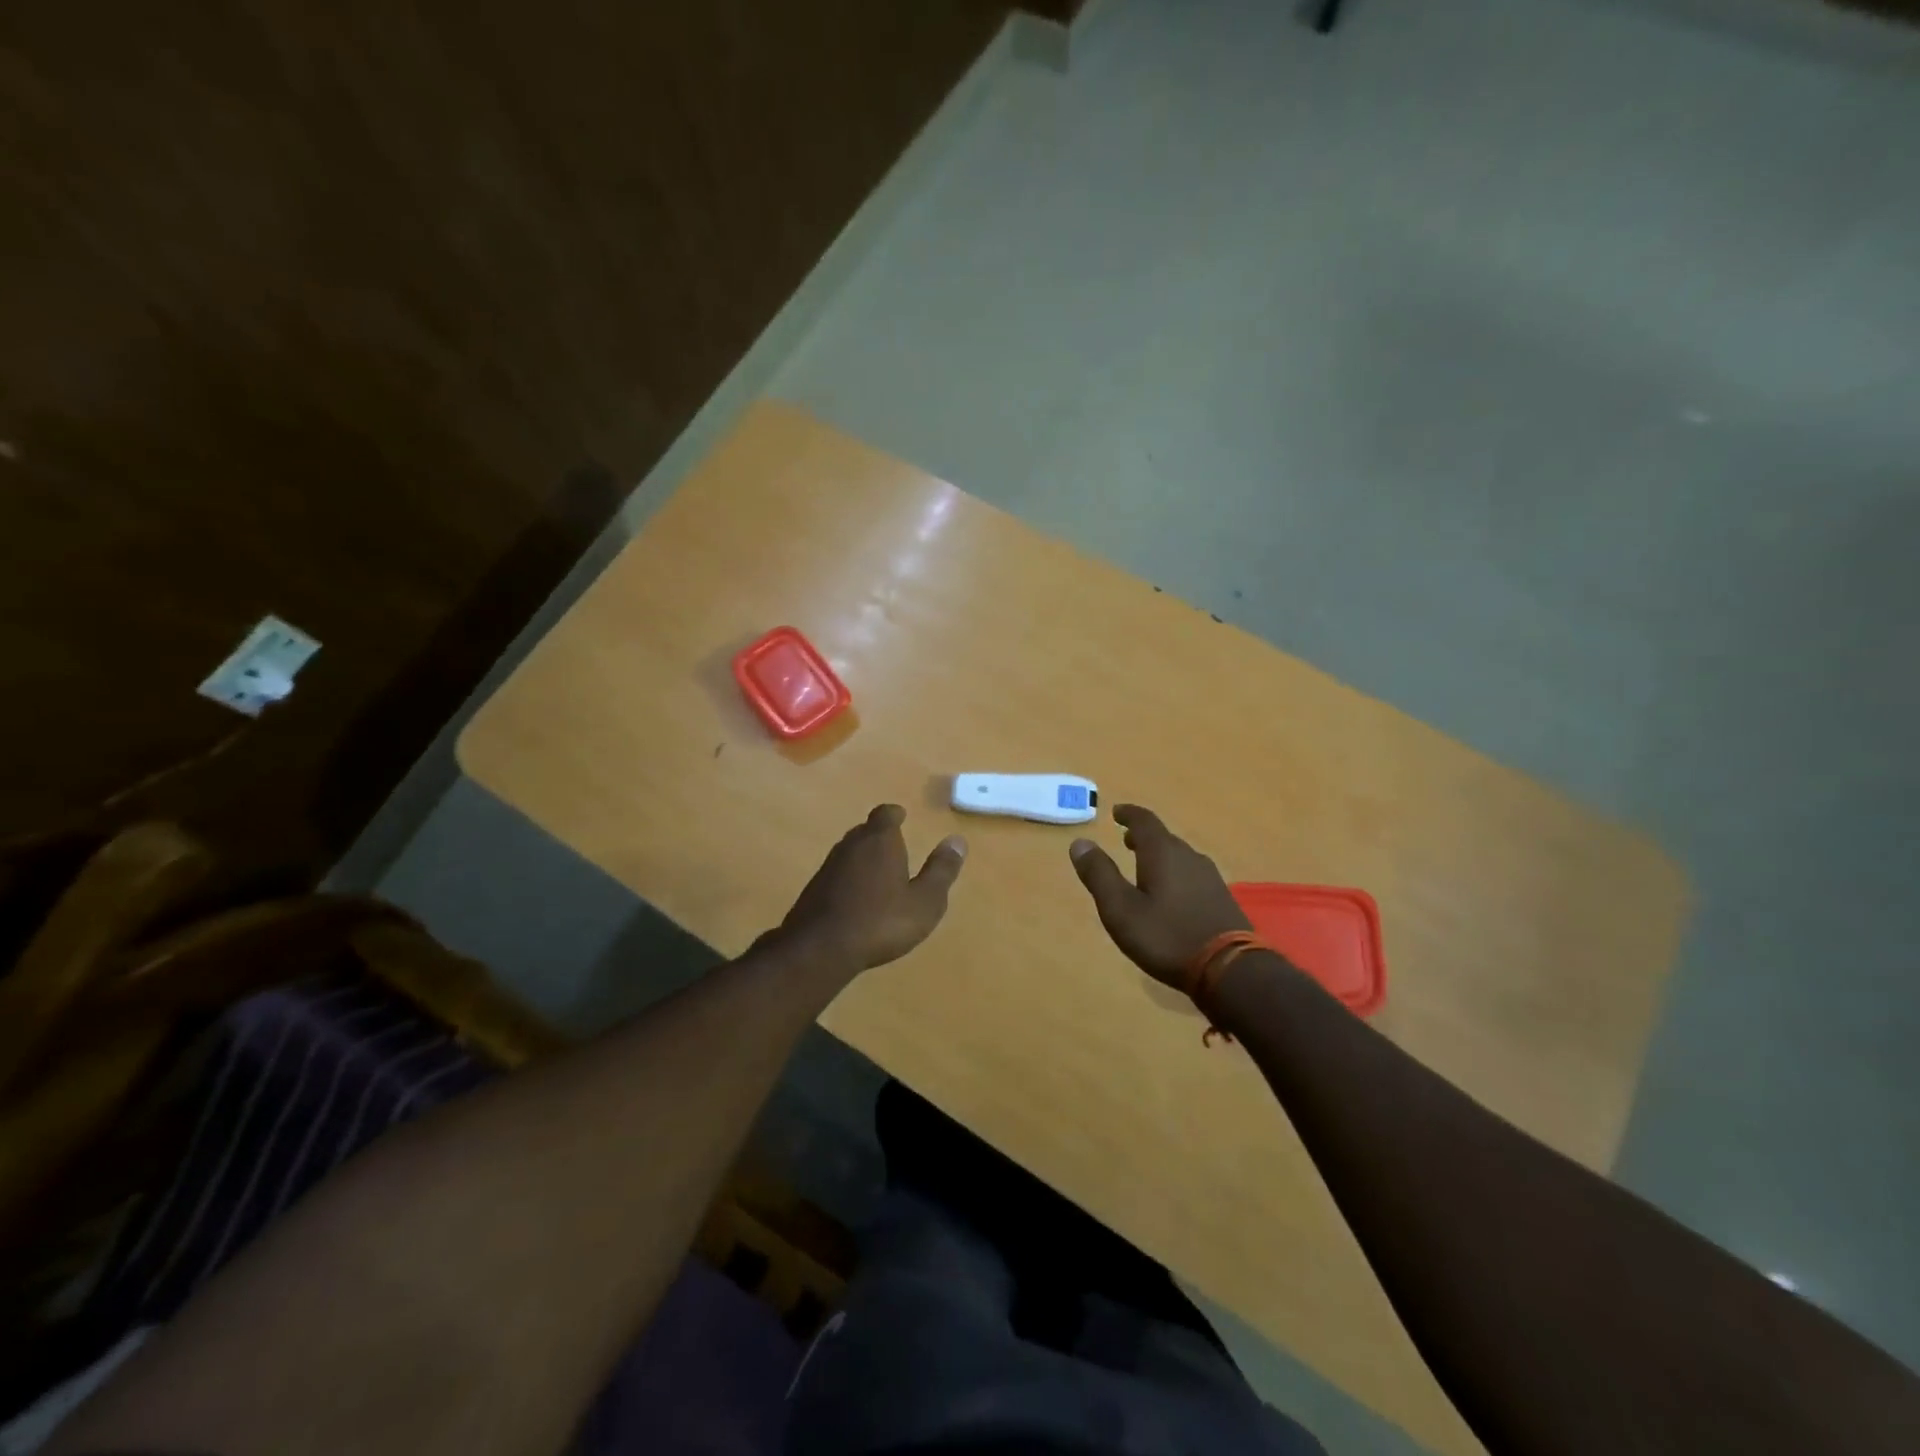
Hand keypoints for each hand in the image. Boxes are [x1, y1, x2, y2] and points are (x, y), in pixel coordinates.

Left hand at [772, 805, 966, 972]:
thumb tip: (957, 840)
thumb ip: (941, 870)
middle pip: (866, 830)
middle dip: (880, 835)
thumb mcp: (924, 901)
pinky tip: (857, 898)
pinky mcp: (814, 889)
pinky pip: (837, 874)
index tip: (901, 817)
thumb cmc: (881, 921)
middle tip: (894, 845)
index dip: (894, 814)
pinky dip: (849, 878)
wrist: (819, 948)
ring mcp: (828, 867)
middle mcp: (851, 845)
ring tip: (879, 872)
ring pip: (850, 852)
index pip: (885, 814)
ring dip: (864, 858)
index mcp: (880, 841)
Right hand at [1069, 804, 1249, 987]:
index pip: (1144, 821)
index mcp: (1162, 853)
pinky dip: (1175, 873)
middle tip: (1126, 840)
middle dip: (1143, 836)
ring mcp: (1210, 877)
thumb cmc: (1167, 936)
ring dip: (1160, 855)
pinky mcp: (1221, 898)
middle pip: (1164, 837)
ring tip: (1145, 866)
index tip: (1116, 812)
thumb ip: (1099, 874)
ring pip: (1180, 856)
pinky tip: (1172, 894)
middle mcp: (1189, 857)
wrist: (1230, 970)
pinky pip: (1192, 874)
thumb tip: (1080, 842)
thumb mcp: (1121, 909)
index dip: (1128, 814)